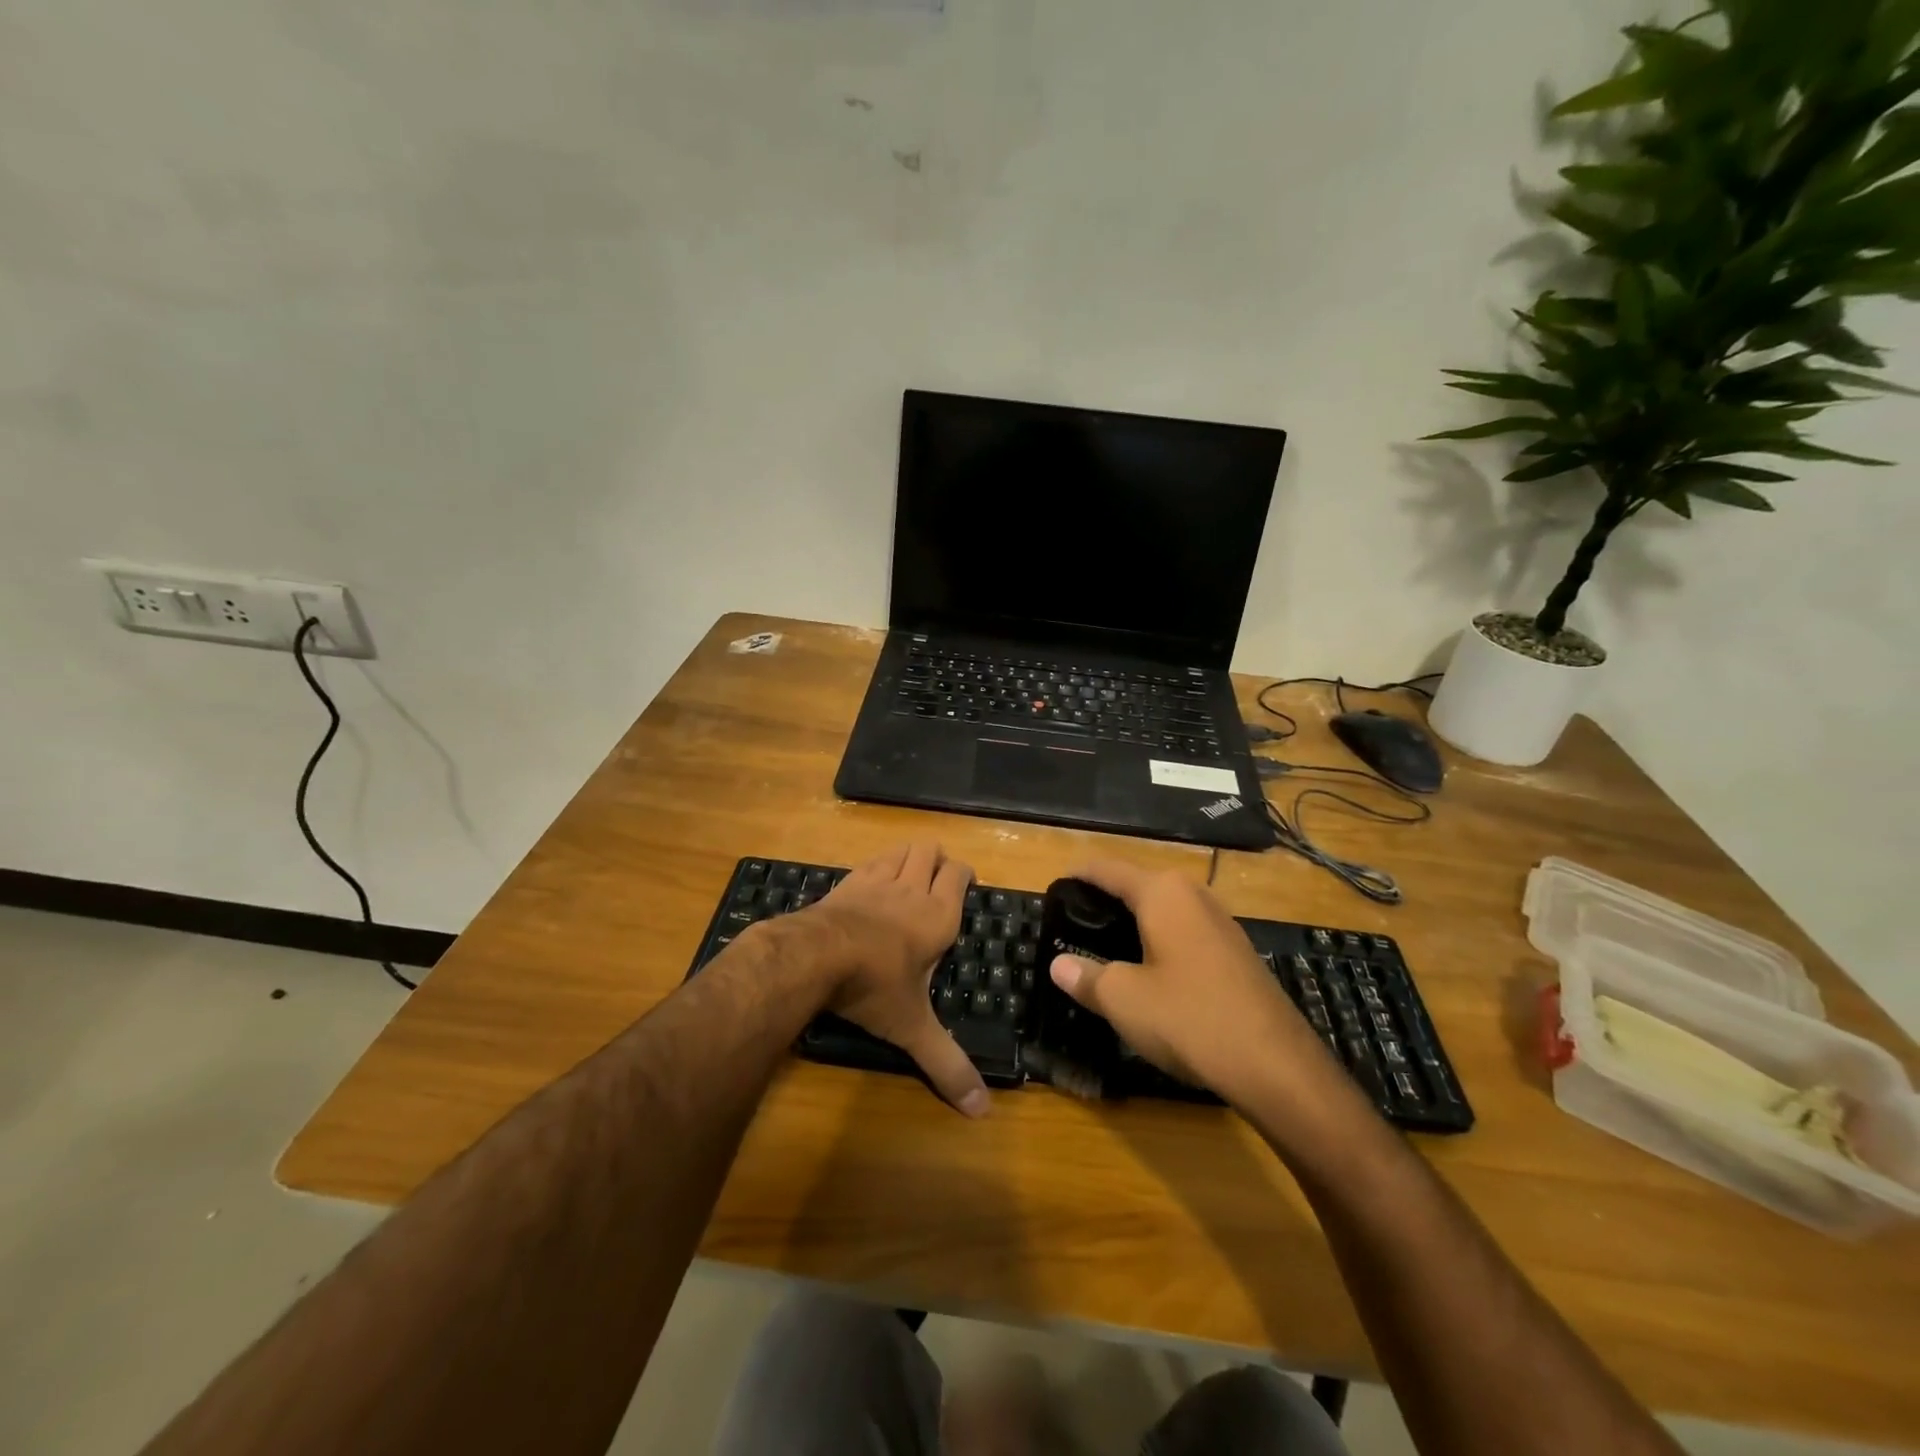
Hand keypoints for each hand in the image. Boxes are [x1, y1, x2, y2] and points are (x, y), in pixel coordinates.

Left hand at [804, 842, 989, 1117]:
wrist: (815, 956)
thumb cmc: (875, 987)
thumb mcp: (913, 1028)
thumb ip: (946, 1064)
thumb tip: (982, 1111)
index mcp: (938, 916)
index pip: (960, 875)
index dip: (965, 874)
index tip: (966, 884)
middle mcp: (911, 889)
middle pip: (931, 851)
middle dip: (938, 860)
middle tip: (937, 881)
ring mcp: (876, 881)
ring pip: (900, 849)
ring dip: (908, 856)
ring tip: (909, 875)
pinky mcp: (846, 882)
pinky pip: (869, 862)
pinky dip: (877, 865)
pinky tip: (871, 885)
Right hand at [1047, 861, 1345, 1109]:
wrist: (1276, 1065)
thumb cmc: (1189, 1017)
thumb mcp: (1124, 999)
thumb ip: (1087, 976)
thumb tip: (1059, 965)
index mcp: (1163, 893)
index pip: (1109, 870)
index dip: (1079, 875)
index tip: (1056, 885)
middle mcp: (1194, 896)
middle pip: (1139, 886)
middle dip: (1106, 900)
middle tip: (1074, 923)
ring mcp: (1222, 924)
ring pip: (1165, 911)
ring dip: (1135, 923)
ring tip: (1105, 945)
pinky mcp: (1237, 954)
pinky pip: (1186, 934)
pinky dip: (1160, 942)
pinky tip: (1149, 970)